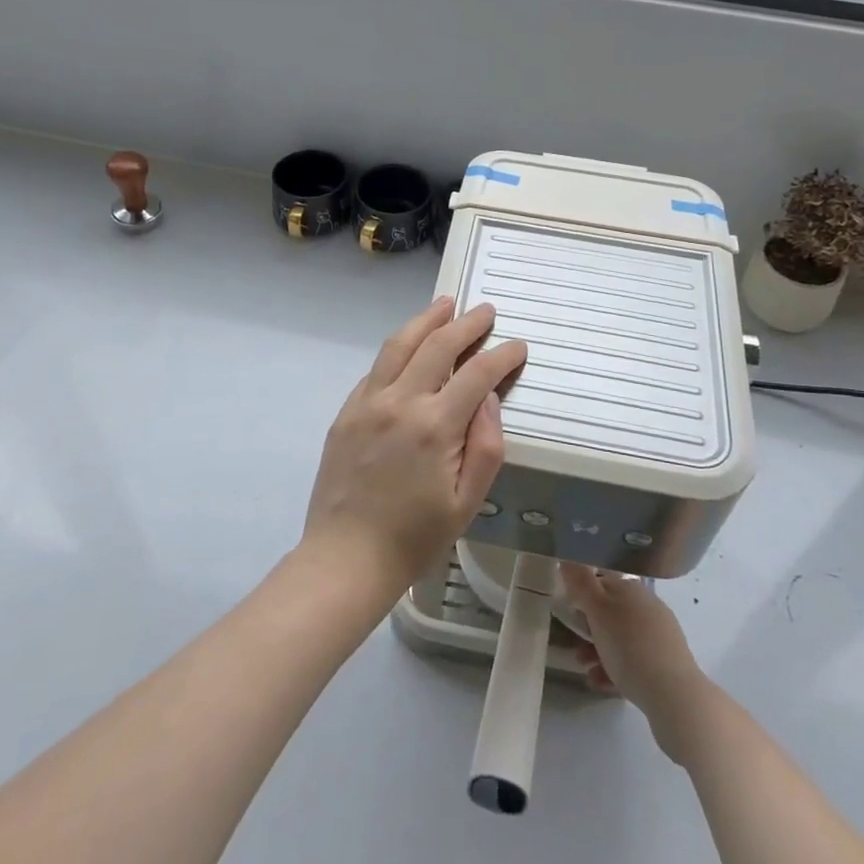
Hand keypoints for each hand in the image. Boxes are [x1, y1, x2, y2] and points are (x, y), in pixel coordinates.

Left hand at [303, 298, 526, 601]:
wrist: (345, 557)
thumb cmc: (415, 537)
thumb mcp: (467, 502)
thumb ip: (486, 445)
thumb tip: (489, 397)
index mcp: (435, 426)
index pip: (476, 374)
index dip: (501, 356)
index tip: (517, 346)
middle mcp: (400, 401)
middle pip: (437, 345)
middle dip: (466, 324)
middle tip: (485, 311)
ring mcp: (367, 402)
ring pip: (399, 345)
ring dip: (425, 321)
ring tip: (444, 305)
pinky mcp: (346, 411)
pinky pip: (376, 368)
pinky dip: (397, 349)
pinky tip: (408, 347)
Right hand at [561, 564, 715, 766]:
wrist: (675, 697)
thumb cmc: (630, 647)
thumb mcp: (598, 611)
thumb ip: (581, 583)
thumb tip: (568, 558)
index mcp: (632, 589)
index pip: (601, 581)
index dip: (582, 595)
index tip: (569, 614)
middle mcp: (648, 607)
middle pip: (611, 613)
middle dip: (589, 629)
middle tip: (575, 646)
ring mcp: (659, 636)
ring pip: (620, 638)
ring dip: (598, 651)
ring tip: (585, 669)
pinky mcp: (666, 664)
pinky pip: (633, 661)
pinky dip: (614, 669)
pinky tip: (602, 684)